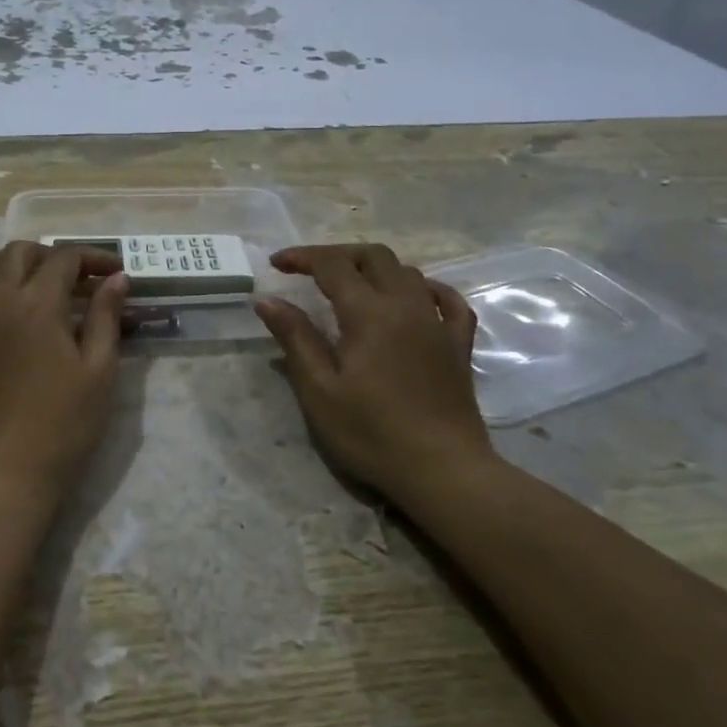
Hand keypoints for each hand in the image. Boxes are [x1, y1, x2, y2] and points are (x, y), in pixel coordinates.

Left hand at [0, 241, 128, 505]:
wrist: (0, 475)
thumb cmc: (61, 426)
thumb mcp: (98, 372)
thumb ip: (106, 318)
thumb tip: (116, 279)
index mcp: (37, 304)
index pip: (64, 258)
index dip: (92, 258)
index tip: (114, 272)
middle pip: (18, 253)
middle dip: (51, 255)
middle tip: (75, 279)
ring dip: (4, 263)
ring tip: (27, 282)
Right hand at [253, 243, 493, 503]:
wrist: (443, 471)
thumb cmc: (372, 434)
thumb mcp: (320, 391)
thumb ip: (295, 338)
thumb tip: (268, 300)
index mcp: (369, 313)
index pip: (332, 265)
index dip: (302, 257)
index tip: (276, 264)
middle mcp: (406, 305)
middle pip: (374, 256)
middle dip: (338, 254)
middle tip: (310, 271)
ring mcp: (438, 323)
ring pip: (408, 272)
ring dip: (375, 268)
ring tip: (351, 285)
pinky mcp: (459, 345)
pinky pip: (450, 301)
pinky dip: (428, 288)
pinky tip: (416, 297)